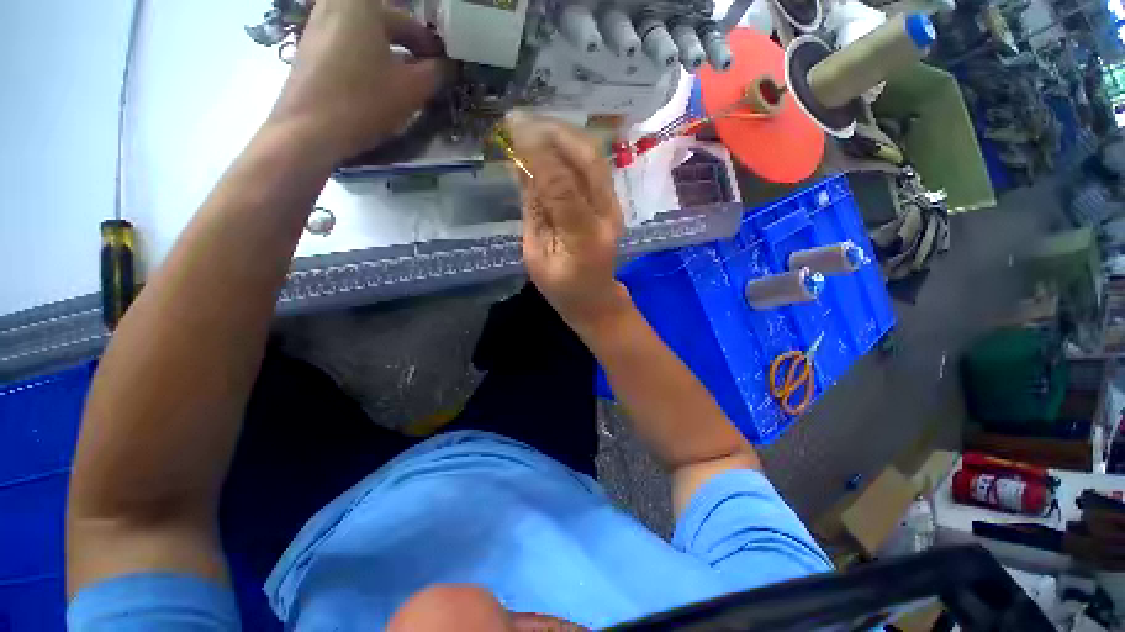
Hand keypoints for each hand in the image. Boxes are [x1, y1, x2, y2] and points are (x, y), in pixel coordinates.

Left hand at [268, 0, 444, 160]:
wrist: (309, 130)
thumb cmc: (364, 101)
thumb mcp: (411, 89)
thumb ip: (436, 73)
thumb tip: (448, 66)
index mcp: (362, 5)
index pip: (409, 20)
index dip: (430, 44)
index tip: (443, 66)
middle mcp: (336, 5)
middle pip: (385, 22)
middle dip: (410, 46)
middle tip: (428, 73)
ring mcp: (317, 25)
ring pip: (366, 34)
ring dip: (390, 53)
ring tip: (405, 82)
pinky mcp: (308, 49)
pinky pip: (348, 45)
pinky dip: (368, 59)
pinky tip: (377, 86)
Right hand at [505, 112, 627, 328]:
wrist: (596, 299)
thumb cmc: (562, 287)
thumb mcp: (537, 258)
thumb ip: (533, 214)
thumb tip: (522, 171)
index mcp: (582, 238)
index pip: (562, 187)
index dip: (538, 155)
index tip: (514, 129)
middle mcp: (605, 216)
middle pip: (588, 161)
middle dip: (554, 133)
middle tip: (522, 119)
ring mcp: (613, 207)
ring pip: (594, 158)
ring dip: (564, 134)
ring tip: (533, 122)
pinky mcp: (612, 203)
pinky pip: (594, 167)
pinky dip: (571, 149)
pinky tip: (549, 140)